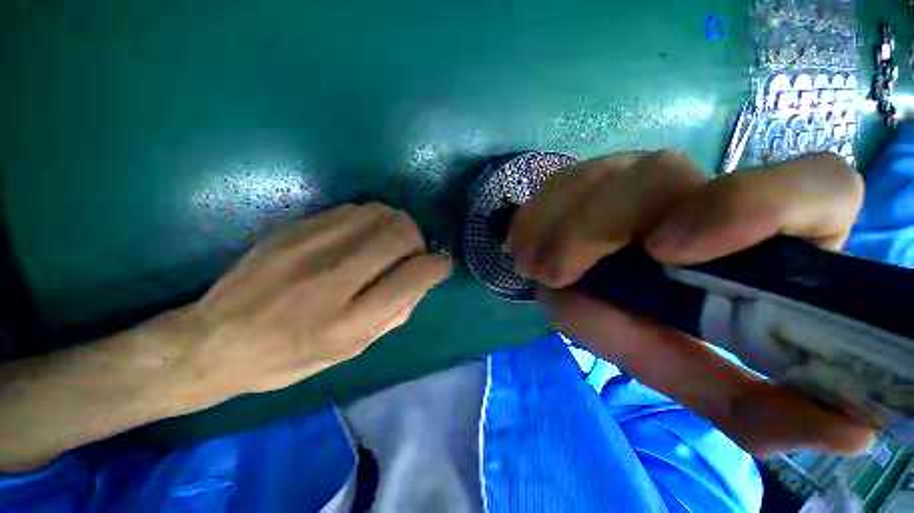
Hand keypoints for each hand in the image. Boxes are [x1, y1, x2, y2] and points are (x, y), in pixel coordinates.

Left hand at [179, 203, 449, 396]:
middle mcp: (332, 281)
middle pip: (400, 234)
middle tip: (410, 254)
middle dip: (418, 240)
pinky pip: (353, 209)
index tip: (440, 265)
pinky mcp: (293, 229)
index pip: (413, 277)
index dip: (437, 266)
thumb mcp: (351, 352)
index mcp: (348, 324)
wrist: (213, 341)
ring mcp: (309, 249)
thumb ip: (394, 315)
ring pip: (380, 213)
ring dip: (395, 226)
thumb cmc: (288, 359)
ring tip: (385, 244)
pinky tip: (360, 236)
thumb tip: (421, 281)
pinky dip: (370, 219)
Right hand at [506, 151, 873, 455]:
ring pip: (598, 176)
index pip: (816, 185)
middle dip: (596, 229)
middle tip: (554, 275)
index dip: (757, 204)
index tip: (671, 253)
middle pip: (660, 176)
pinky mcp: (589, 173)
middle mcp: (702, 187)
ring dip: (555, 227)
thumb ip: (751, 406)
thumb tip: (852, 435)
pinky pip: (558, 182)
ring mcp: (636, 172)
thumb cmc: (639, 327)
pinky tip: (522, 243)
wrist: (582, 283)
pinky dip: (534, 215)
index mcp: (761, 236)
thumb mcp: (688, 370)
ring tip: (532, 266)